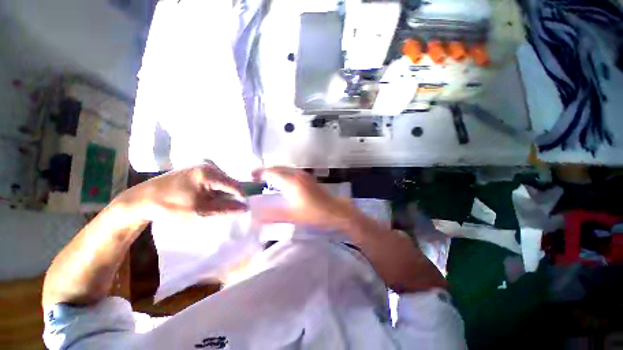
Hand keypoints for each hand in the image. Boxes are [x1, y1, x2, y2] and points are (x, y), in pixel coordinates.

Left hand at [118, 163, 246, 220]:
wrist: (142, 199)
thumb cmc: (170, 206)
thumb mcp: (200, 211)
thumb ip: (225, 209)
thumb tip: (246, 208)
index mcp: (210, 173)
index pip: (236, 185)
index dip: (241, 198)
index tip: (242, 210)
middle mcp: (209, 165)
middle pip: (230, 183)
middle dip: (229, 197)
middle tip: (221, 209)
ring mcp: (203, 166)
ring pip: (223, 183)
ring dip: (221, 195)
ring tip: (211, 205)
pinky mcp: (198, 169)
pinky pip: (215, 181)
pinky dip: (214, 191)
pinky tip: (204, 199)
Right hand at [252, 167, 354, 228]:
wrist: (335, 210)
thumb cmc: (314, 213)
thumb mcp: (292, 216)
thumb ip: (273, 215)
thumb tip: (257, 216)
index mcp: (291, 182)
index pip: (271, 173)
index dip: (259, 173)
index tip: (251, 178)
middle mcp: (297, 175)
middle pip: (277, 168)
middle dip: (266, 171)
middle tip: (256, 179)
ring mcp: (304, 175)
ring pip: (285, 169)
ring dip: (275, 172)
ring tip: (267, 181)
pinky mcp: (309, 178)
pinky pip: (292, 172)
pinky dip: (283, 174)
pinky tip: (282, 184)